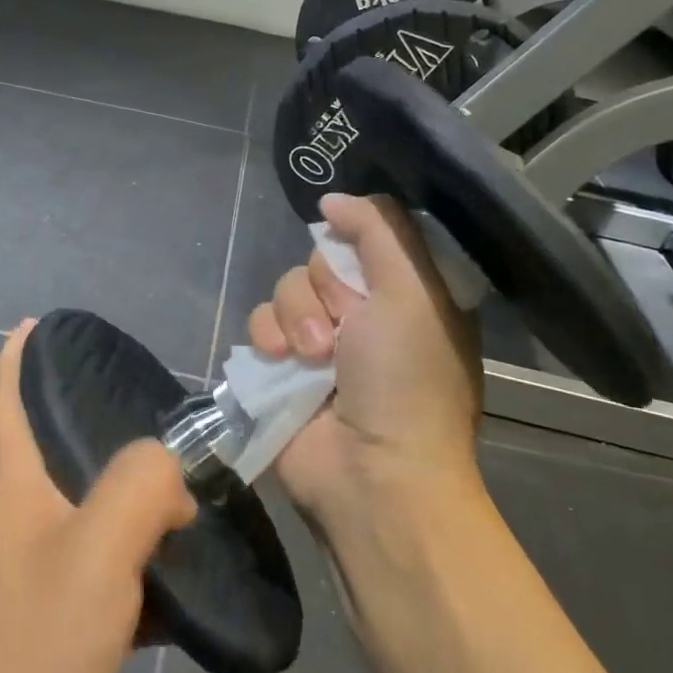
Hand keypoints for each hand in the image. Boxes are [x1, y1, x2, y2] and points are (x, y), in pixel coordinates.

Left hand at [0, 320, 196, 672]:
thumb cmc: (24, 653)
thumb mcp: (95, 554)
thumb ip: (139, 487)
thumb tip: (171, 474)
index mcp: (17, 491)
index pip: (11, 402)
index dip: (19, 357)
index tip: (38, 323)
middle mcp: (19, 524)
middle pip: (67, 460)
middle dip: (115, 441)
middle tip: (177, 437)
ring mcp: (29, 580)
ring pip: (93, 523)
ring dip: (137, 514)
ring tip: (194, 507)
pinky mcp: (45, 633)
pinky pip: (100, 581)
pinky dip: (137, 575)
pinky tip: (181, 589)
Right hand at [247, 194, 481, 534]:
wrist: (371, 473)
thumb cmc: (407, 380)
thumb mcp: (413, 291)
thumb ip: (379, 231)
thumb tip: (333, 199)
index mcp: (405, 294)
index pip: (367, 236)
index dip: (356, 243)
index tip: (356, 257)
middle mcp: (363, 313)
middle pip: (320, 259)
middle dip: (326, 289)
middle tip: (345, 328)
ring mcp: (319, 341)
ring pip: (286, 287)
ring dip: (295, 317)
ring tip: (313, 358)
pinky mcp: (280, 367)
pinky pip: (259, 322)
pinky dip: (268, 338)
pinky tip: (282, 364)